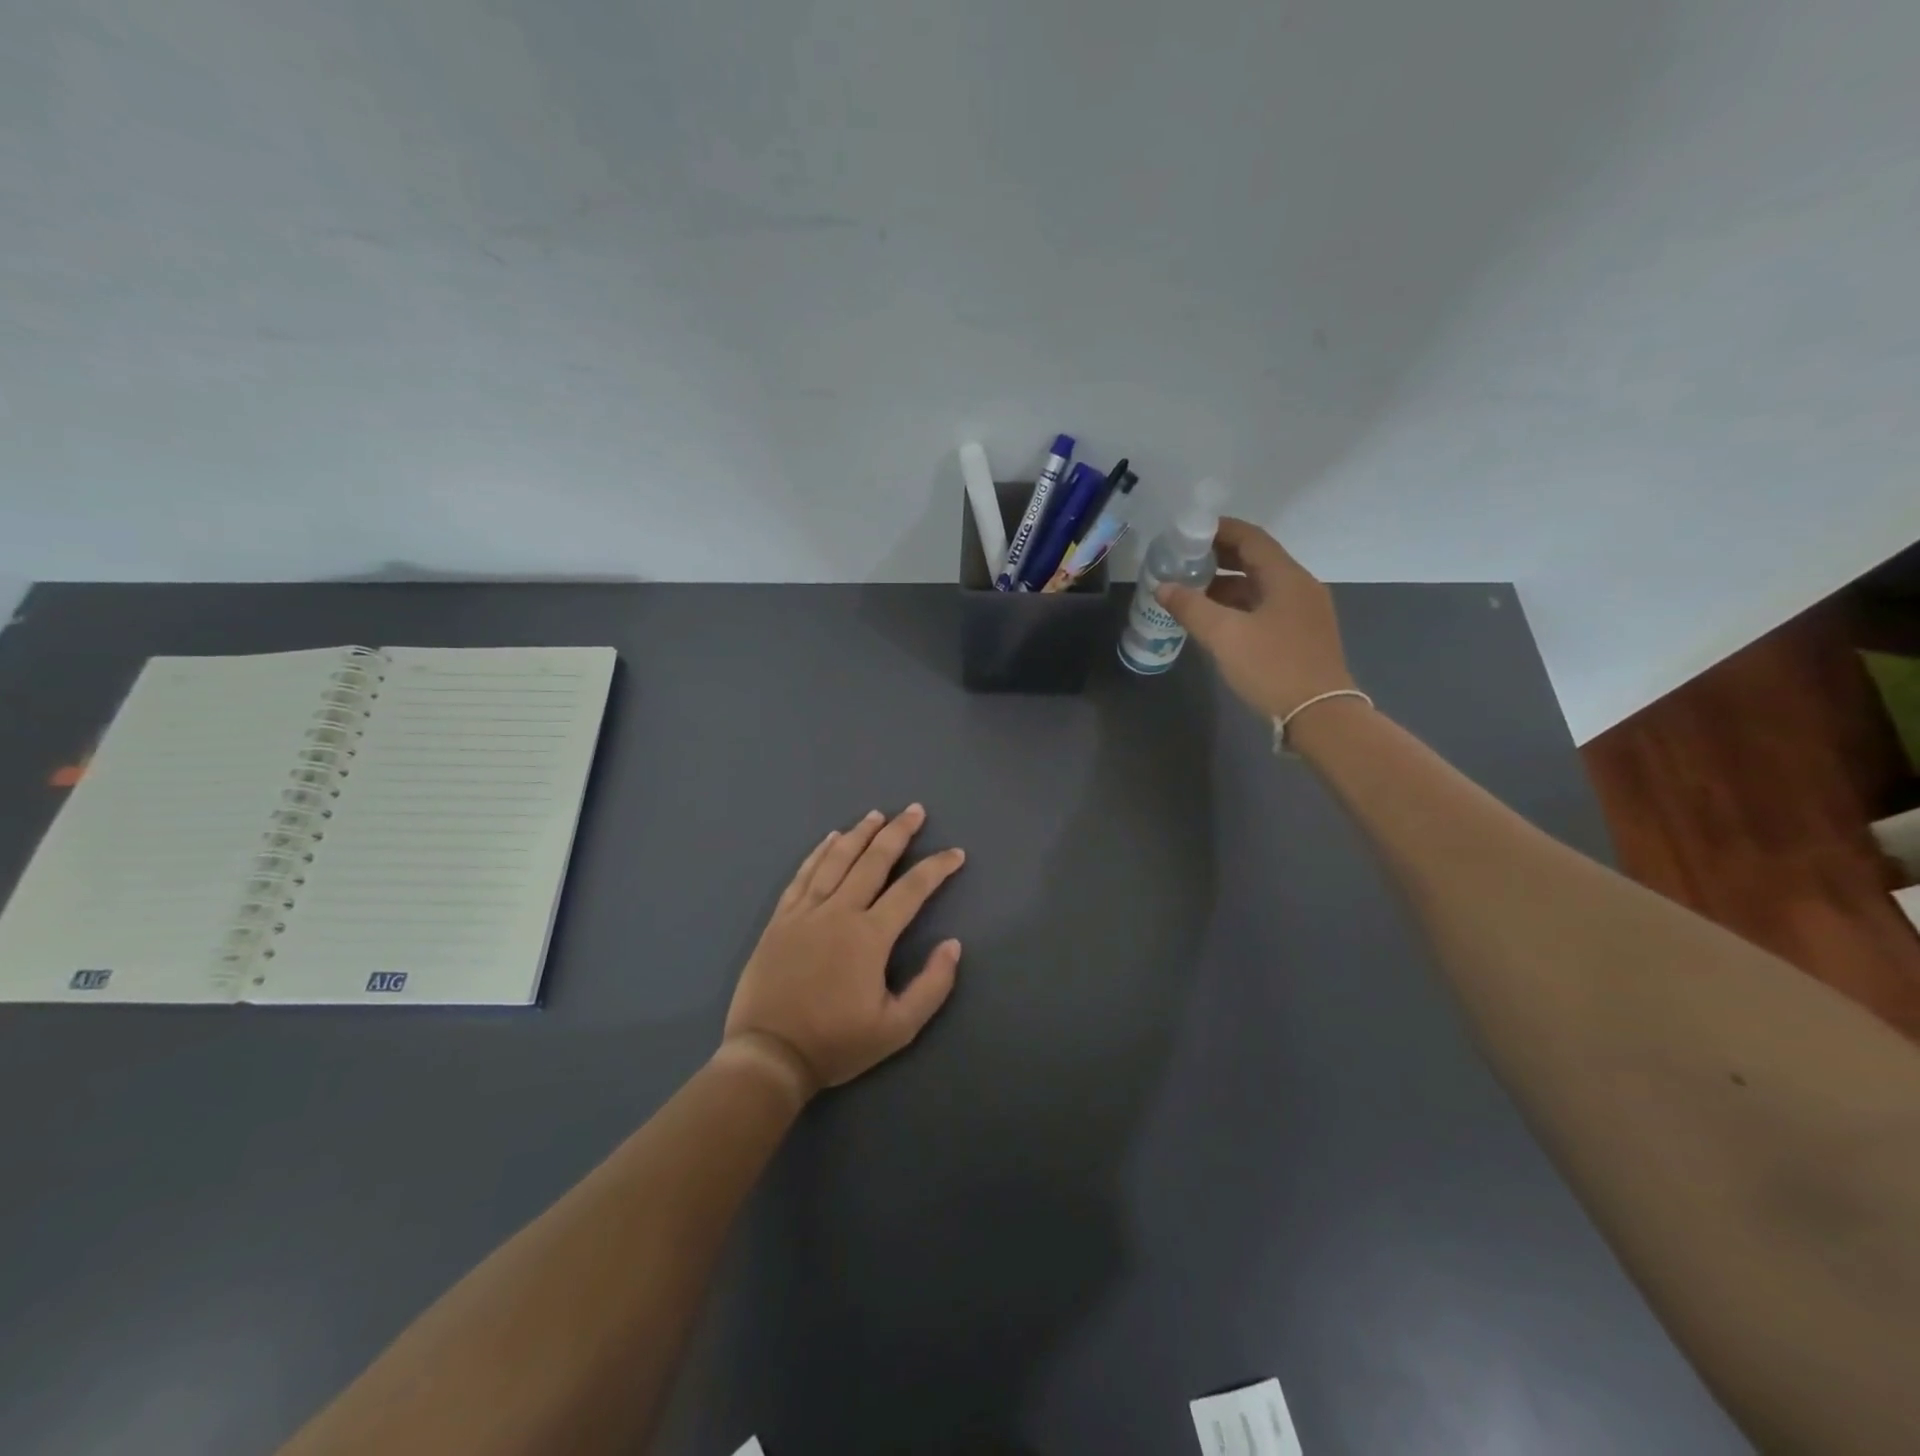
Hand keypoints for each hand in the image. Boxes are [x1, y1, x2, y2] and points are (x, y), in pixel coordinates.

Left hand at [721, 805, 965, 1099]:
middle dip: (898, 832)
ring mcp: (805, 912)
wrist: (769, 1055)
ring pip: (836, 860)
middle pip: (873, 861)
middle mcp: (839, 912)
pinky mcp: (780, 920)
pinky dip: (818, 853)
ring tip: (876, 815)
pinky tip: (829, 839)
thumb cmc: (836, 1043)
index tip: (956, 853)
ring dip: (859, 834)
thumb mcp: (898, 1028)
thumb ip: (932, 985)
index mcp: (870, 936)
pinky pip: (803, 875)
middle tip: (914, 810)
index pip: (912, 889)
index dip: (937, 867)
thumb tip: (953, 945)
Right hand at [1155, 518, 1355, 720]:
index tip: (1188, 532)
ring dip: (1227, 584)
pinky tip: (1216, 619)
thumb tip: (1163, 587)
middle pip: (1257, 560)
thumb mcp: (1224, 636)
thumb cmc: (1272, 667)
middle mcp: (1299, 587)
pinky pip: (1266, 607)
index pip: (1251, 538)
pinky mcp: (1301, 635)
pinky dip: (1239, 605)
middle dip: (1219, 557)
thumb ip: (1191, 607)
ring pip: (1260, 586)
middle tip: (1184, 560)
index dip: (1219, 530)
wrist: (1320, 715)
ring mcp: (1304, 612)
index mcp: (1286, 577)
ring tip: (1192, 591)